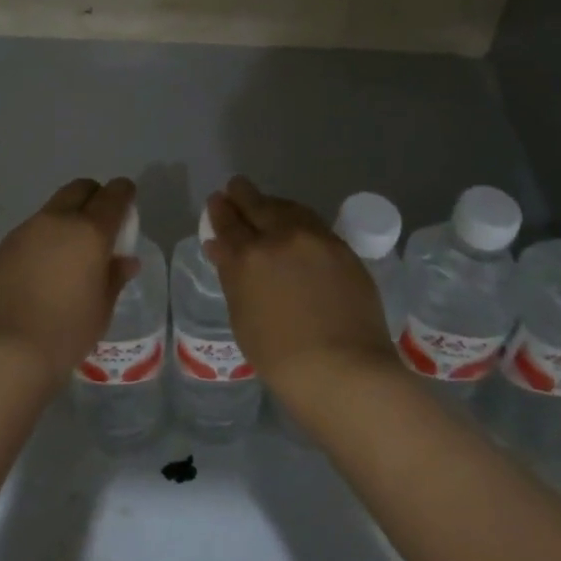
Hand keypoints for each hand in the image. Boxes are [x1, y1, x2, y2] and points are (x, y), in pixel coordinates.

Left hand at [0, 176, 140, 386]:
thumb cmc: (66, 331)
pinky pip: (32, 230)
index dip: (124, 193)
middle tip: (100, 223)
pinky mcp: (4, 245)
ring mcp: (26, 230)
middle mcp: (57, 220)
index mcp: (90, 230)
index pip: (114, 195)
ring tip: (70, 251)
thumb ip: (115, 276)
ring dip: (67, 218)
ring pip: (53, 208)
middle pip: (80, 188)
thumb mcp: (102, 308)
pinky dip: (44, 237)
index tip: (128, 202)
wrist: (4, 349)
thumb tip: (126, 260)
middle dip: (94, 196)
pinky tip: (43, 268)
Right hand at [204, 177, 398, 415]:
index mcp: (248, 257)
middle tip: (235, 189)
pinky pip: (313, 223)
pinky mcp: (342, 248)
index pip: (228, 222)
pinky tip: (296, 225)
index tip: (216, 202)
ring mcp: (315, 239)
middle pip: (257, 204)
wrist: (344, 371)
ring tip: (265, 205)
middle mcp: (280, 237)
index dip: (219, 211)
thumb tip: (221, 248)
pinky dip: (298, 219)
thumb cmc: (281, 357)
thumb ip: (232, 277)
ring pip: (288, 208)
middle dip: (242, 194)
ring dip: (272, 203)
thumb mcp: (242, 317)